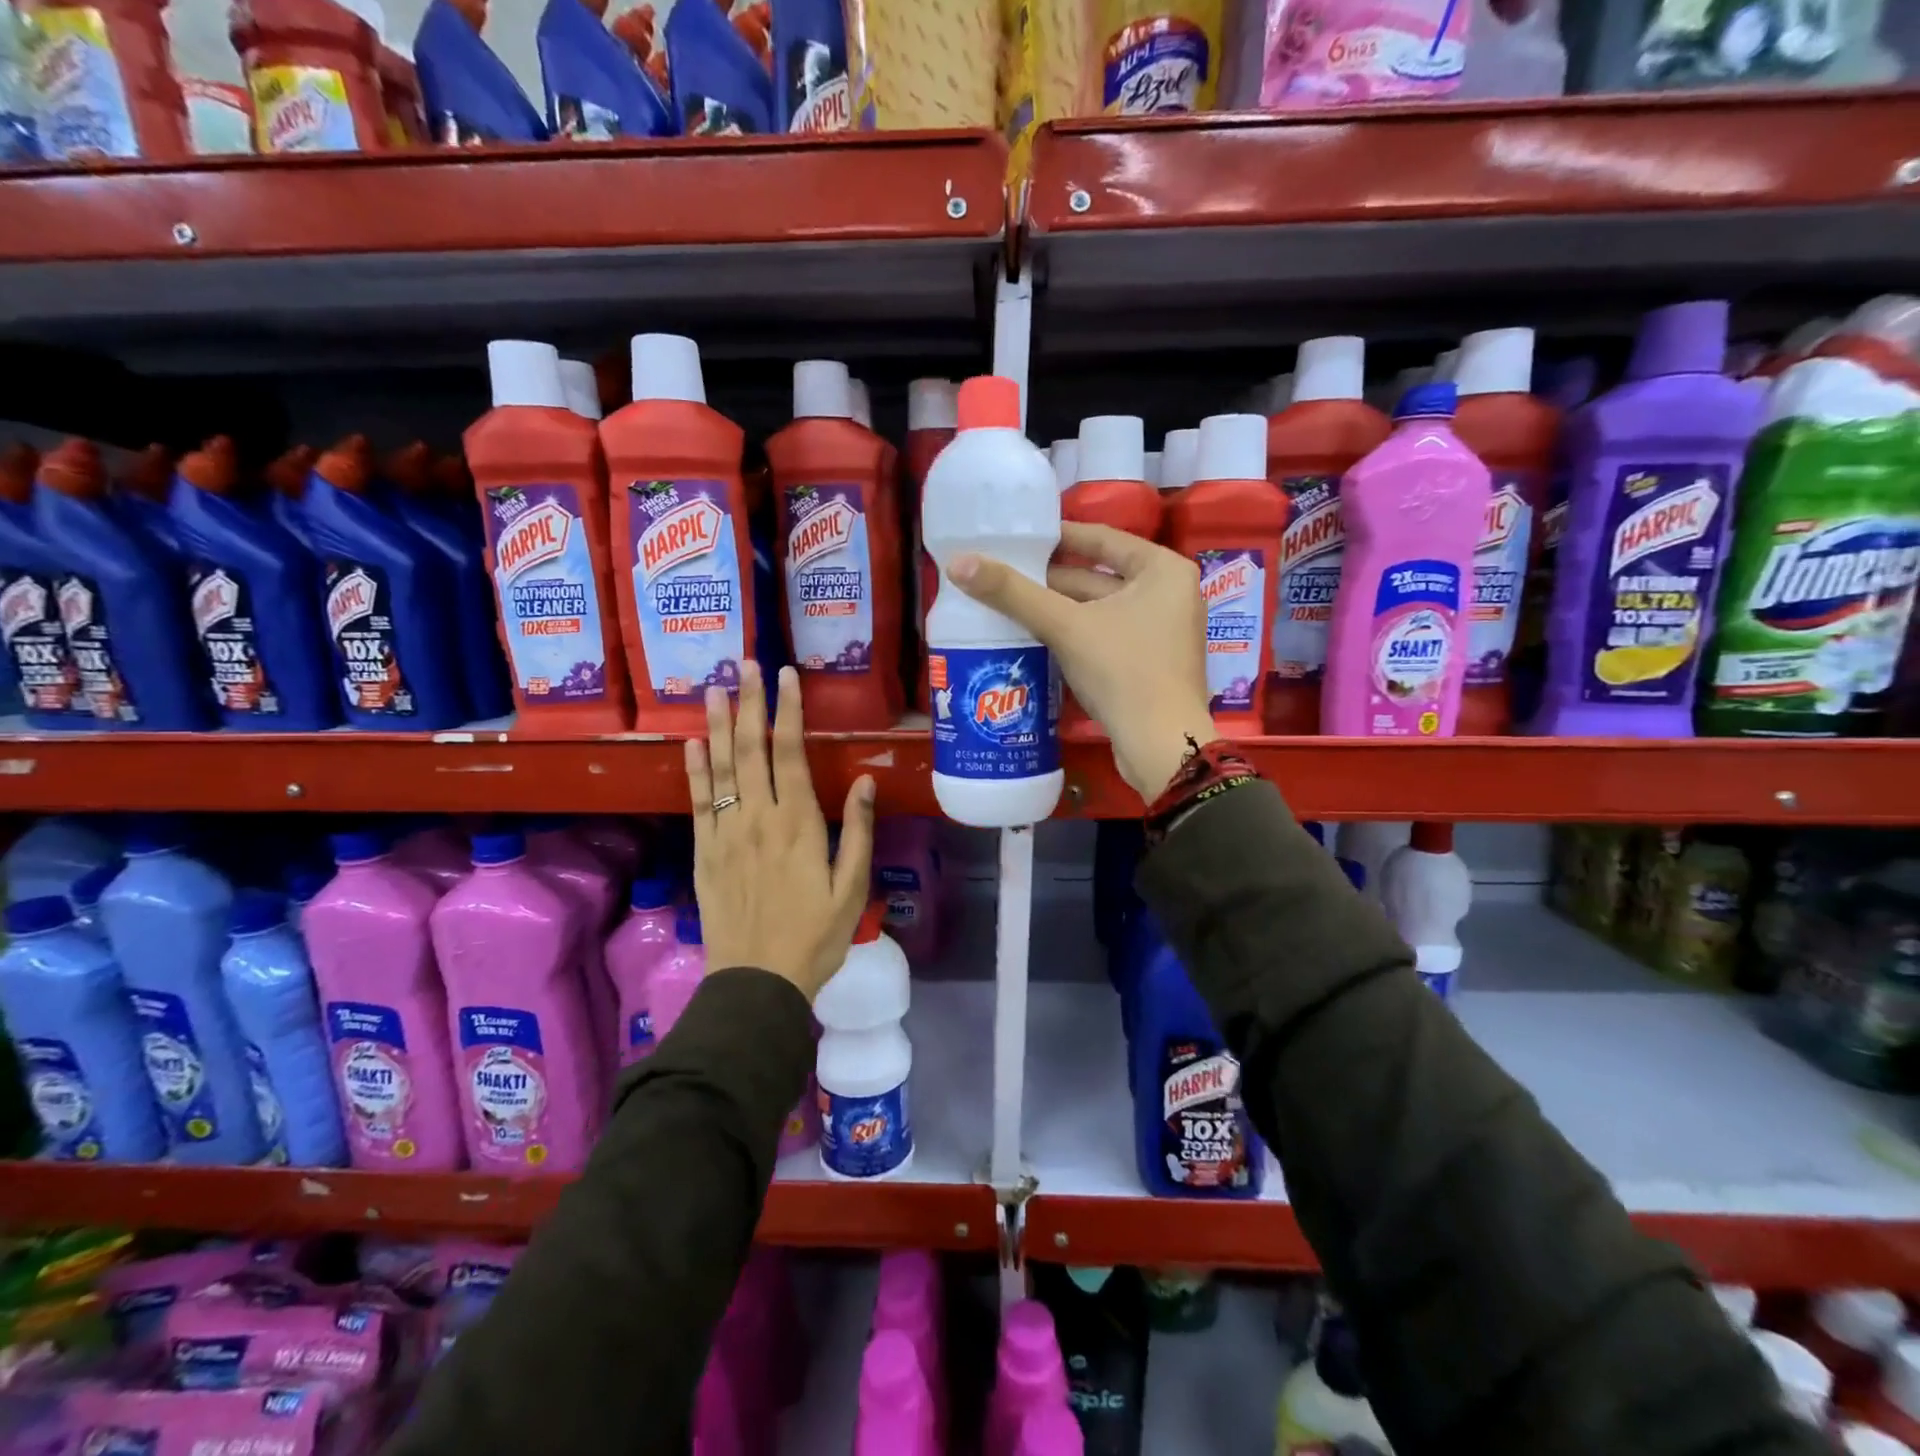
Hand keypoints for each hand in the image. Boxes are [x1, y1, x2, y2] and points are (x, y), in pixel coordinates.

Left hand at [684, 662, 875, 999]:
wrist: (757, 982)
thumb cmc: (815, 937)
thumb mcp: (851, 888)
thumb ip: (856, 831)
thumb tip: (861, 779)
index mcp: (797, 823)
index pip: (790, 753)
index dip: (788, 711)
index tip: (785, 675)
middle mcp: (757, 818)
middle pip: (750, 750)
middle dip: (750, 703)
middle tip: (744, 663)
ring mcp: (725, 834)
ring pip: (719, 769)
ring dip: (717, 726)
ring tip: (713, 689)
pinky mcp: (705, 853)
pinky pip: (697, 803)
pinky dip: (693, 770)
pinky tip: (691, 744)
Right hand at [948, 522, 1215, 800]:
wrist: (1159, 746)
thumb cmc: (1122, 671)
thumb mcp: (1065, 626)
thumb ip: (1013, 594)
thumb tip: (958, 563)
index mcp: (1162, 570)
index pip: (1102, 539)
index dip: (1057, 537)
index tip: (1017, 538)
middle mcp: (1169, 594)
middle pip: (1098, 577)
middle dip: (1049, 580)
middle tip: (1002, 576)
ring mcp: (1161, 632)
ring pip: (1099, 610)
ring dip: (1057, 610)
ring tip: (1007, 605)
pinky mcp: (1149, 663)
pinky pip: (1105, 636)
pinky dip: (1074, 635)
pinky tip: (1034, 637)